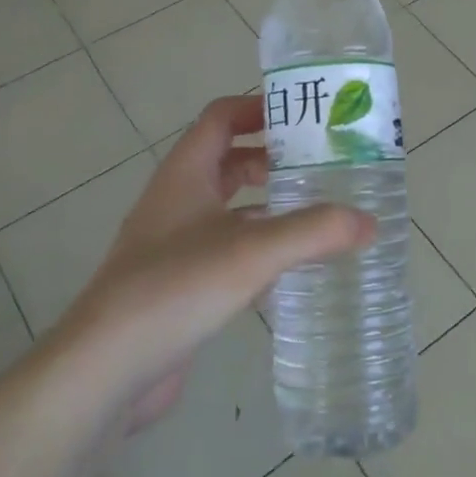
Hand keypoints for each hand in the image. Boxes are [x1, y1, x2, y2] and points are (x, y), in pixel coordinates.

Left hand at [48, 96, 374, 430]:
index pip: (221, 118)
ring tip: (316, 211)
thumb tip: (369, 221)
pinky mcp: (178, 282)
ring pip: (227, 207)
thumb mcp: (253, 252)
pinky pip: (225, 248)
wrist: (106, 368)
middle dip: (272, 158)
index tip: (305, 117)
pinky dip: (257, 245)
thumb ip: (314, 231)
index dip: (259, 108)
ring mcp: (173, 243)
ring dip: (266, 203)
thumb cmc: (175, 287)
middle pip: (227, 160)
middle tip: (322, 165)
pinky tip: (288, 267)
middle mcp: (177, 200)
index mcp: (185, 173)